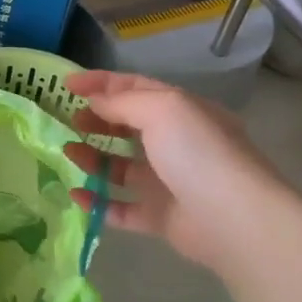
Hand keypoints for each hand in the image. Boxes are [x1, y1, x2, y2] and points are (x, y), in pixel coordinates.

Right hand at [62, 70, 286, 269]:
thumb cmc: (197, 152)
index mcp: (181, 111)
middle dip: (96, 120)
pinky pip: (121, 208)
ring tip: (67, 152)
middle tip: (67, 120)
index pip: (136, 87)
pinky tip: (76, 194)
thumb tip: (94, 101)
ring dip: (92, 157)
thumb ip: (122, 102)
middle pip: (127, 126)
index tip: (66, 84)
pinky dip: (98, 201)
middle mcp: (175, 143)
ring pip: (120, 166)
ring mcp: (167, 182)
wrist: (234, 218)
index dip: (101, 82)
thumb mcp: (162, 109)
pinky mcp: (160, 217)